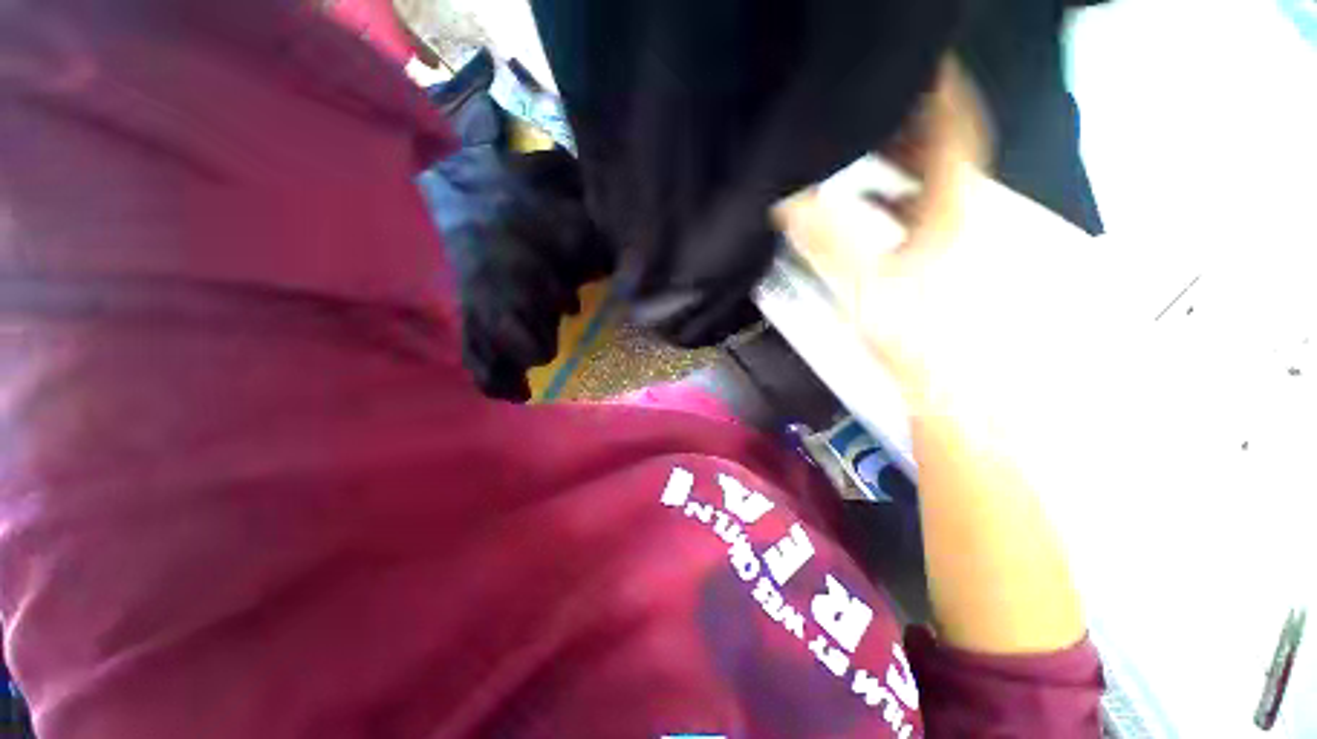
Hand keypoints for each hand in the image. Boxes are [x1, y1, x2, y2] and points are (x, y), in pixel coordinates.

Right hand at [773, 59, 1089, 415]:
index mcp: (946, 209)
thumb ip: (824, 237)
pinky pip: (918, 205)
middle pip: (943, 145)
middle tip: (876, 97)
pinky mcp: (933, 253)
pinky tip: (871, 196)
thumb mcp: (860, 280)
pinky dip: (895, 190)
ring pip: (930, 175)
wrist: (936, 374)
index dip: (940, 88)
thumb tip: (786, 203)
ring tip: (867, 138)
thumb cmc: (907, 331)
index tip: (920, 59)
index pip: (953, 129)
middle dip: (912, 115)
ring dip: (901, 152)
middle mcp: (954, 212)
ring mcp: (946, 233)